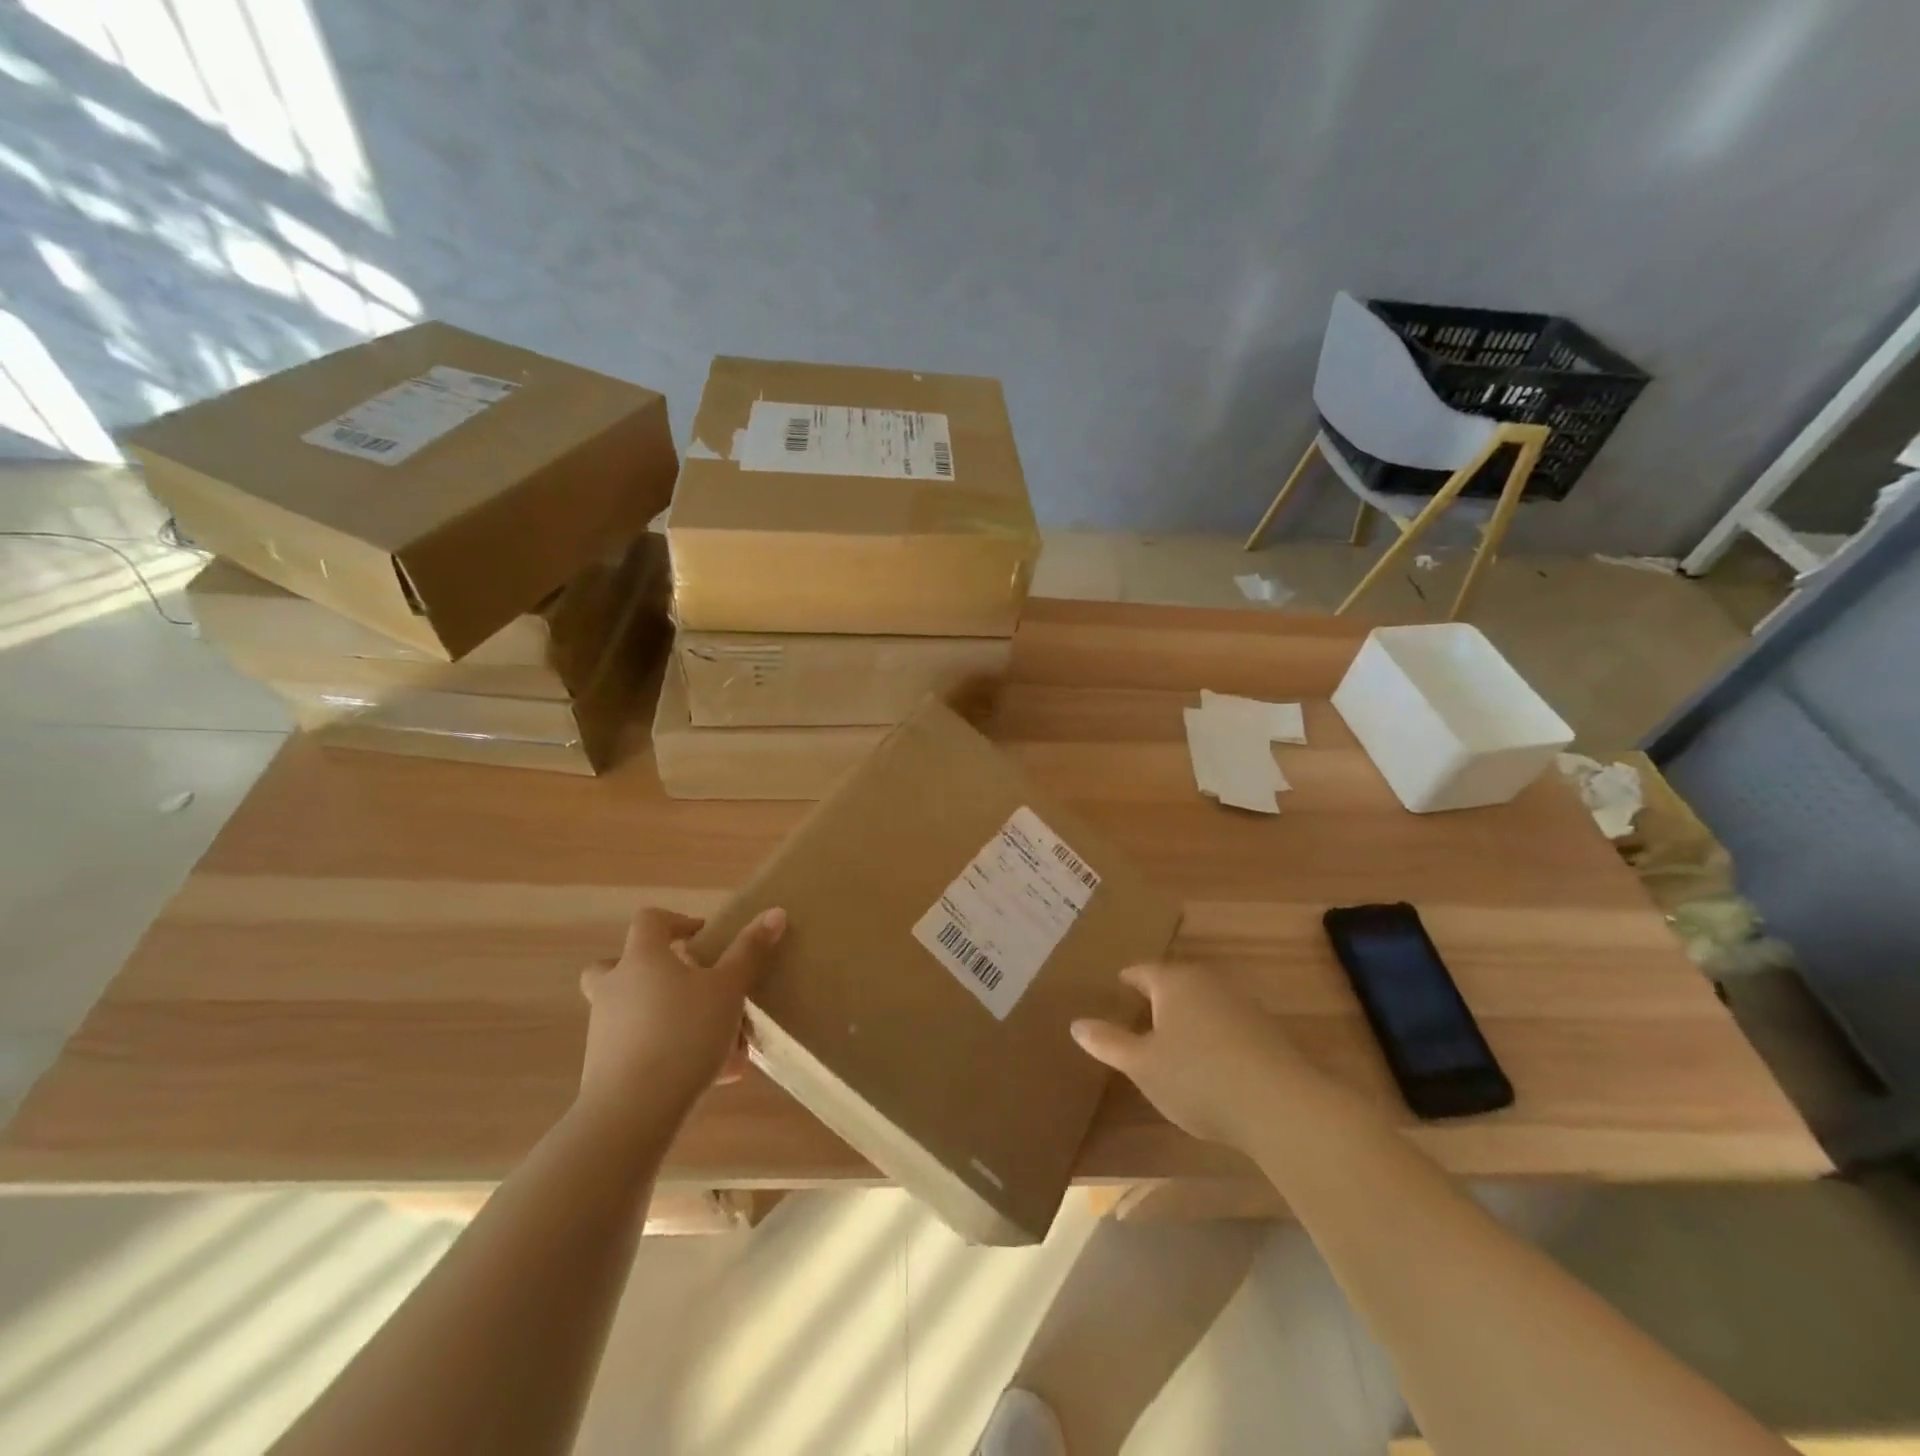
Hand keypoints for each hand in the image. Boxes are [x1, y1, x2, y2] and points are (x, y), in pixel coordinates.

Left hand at [576, 905, 785, 1134]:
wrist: (632, 1112)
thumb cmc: (684, 1033)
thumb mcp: (728, 989)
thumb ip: (750, 951)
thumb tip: (775, 912)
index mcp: (642, 960)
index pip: (649, 921)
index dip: (676, 921)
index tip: (703, 937)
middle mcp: (615, 989)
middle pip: (616, 966)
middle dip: (648, 970)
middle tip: (684, 982)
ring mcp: (605, 1031)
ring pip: (631, 1011)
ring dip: (666, 1016)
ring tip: (715, 1038)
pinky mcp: (605, 1070)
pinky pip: (642, 1050)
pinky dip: (670, 1054)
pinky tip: (711, 1075)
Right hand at [1071, 962, 1322, 1146]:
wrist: (1281, 1106)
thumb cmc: (1198, 1077)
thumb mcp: (1142, 1065)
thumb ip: (1108, 1042)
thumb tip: (1076, 1023)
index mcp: (1174, 981)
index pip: (1141, 971)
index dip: (1125, 981)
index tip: (1114, 992)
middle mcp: (1208, 981)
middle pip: (1173, 983)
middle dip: (1155, 998)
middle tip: (1135, 1017)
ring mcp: (1242, 1003)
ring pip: (1202, 1002)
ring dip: (1185, 1018)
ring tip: (1169, 1042)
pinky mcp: (1266, 1031)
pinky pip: (1225, 1023)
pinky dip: (1210, 1035)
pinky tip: (1207, 1063)